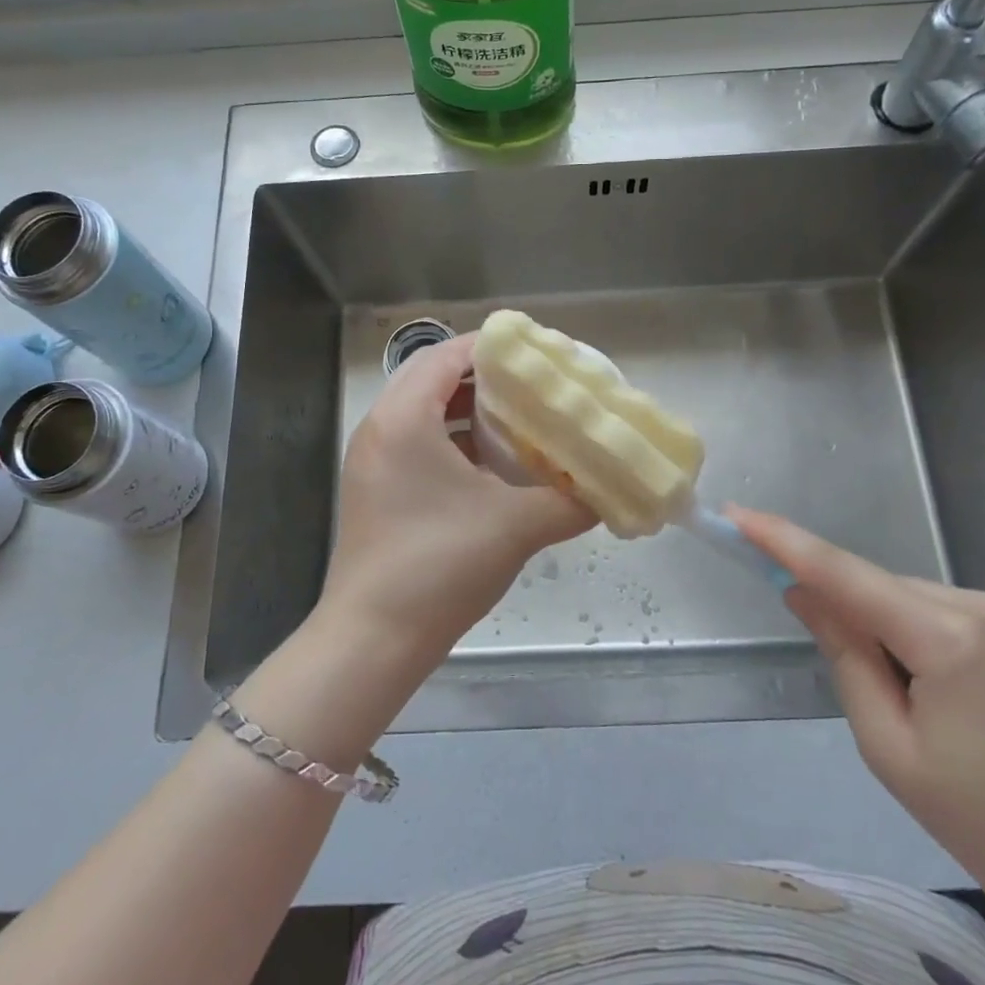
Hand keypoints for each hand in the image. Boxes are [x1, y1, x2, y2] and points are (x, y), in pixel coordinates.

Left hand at [322, 334, 594, 659]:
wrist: (374, 639)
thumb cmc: (441, 565)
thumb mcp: (516, 526)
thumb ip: (571, 501)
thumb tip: (610, 491)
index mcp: (405, 417)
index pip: (448, 354)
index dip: (494, 346)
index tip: (537, 353)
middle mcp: (381, 427)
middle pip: (435, 377)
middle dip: (486, 376)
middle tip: (534, 384)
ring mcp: (373, 460)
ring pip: (425, 412)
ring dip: (470, 409)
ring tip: (520, 418)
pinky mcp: (376, 488)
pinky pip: (418, 443)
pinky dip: (454, 440)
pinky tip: (493, 465)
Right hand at [732, 506, 984, 946]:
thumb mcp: (894, 751)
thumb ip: (844, 658)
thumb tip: (804, 593)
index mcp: (948, 635)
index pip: (843, 571)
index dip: (782, 539)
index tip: (735, 513)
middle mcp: (981, 605)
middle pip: (878, 589)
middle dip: (844, 614)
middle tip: (857, 690)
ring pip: (910, 603)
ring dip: (884, 635)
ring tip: (913, 717)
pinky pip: (944, 618)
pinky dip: (916, 641)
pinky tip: (943, 704)